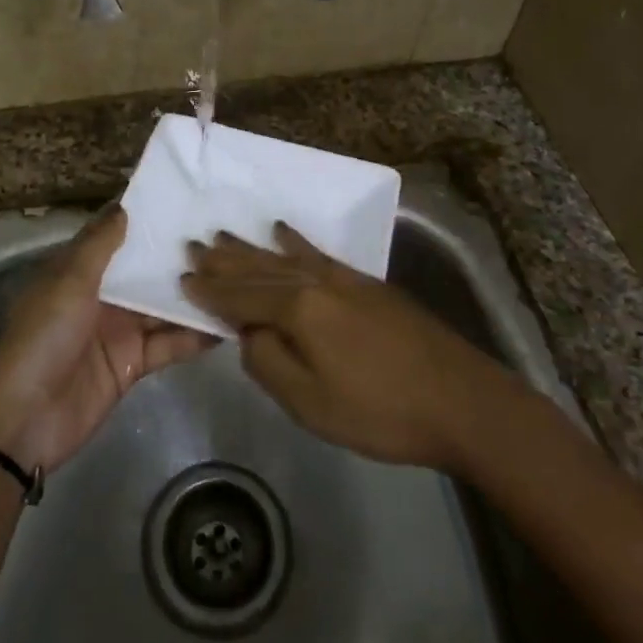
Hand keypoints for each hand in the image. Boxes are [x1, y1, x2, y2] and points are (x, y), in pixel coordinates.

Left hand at [0, 204, 214, 472]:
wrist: (25, 419)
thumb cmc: (43, 338)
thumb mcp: (69, 282)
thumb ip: (100, 245)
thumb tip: (127, 206)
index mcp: (78, 270)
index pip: (115, 234)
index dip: (143, 216)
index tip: (182, 196)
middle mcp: (102, 294)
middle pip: (144, 269)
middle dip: (176, 254)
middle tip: (223, 233)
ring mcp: (119, 329)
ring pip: (162, 305)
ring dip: (192, 294)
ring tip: (235, 273)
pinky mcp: (134, 363)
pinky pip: (169, 343)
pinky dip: (194, 336)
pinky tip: (228, 323)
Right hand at [181, 222, 507, 470]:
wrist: (461, 400)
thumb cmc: (380, 411)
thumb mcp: (310, 403)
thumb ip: (268, 363)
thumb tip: (247, 333)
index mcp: (298, 310)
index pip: (241, 296)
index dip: (210, 291)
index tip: (182, 277)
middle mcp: (315, 282)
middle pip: (259, 267)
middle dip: (224, 260)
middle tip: (193, 244)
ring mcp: (343, 278)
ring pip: (284, 257)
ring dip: (251, 247)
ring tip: (223, 234)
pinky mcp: (366, 284)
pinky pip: (318, 254)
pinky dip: (295, 243)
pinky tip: (283, 231)